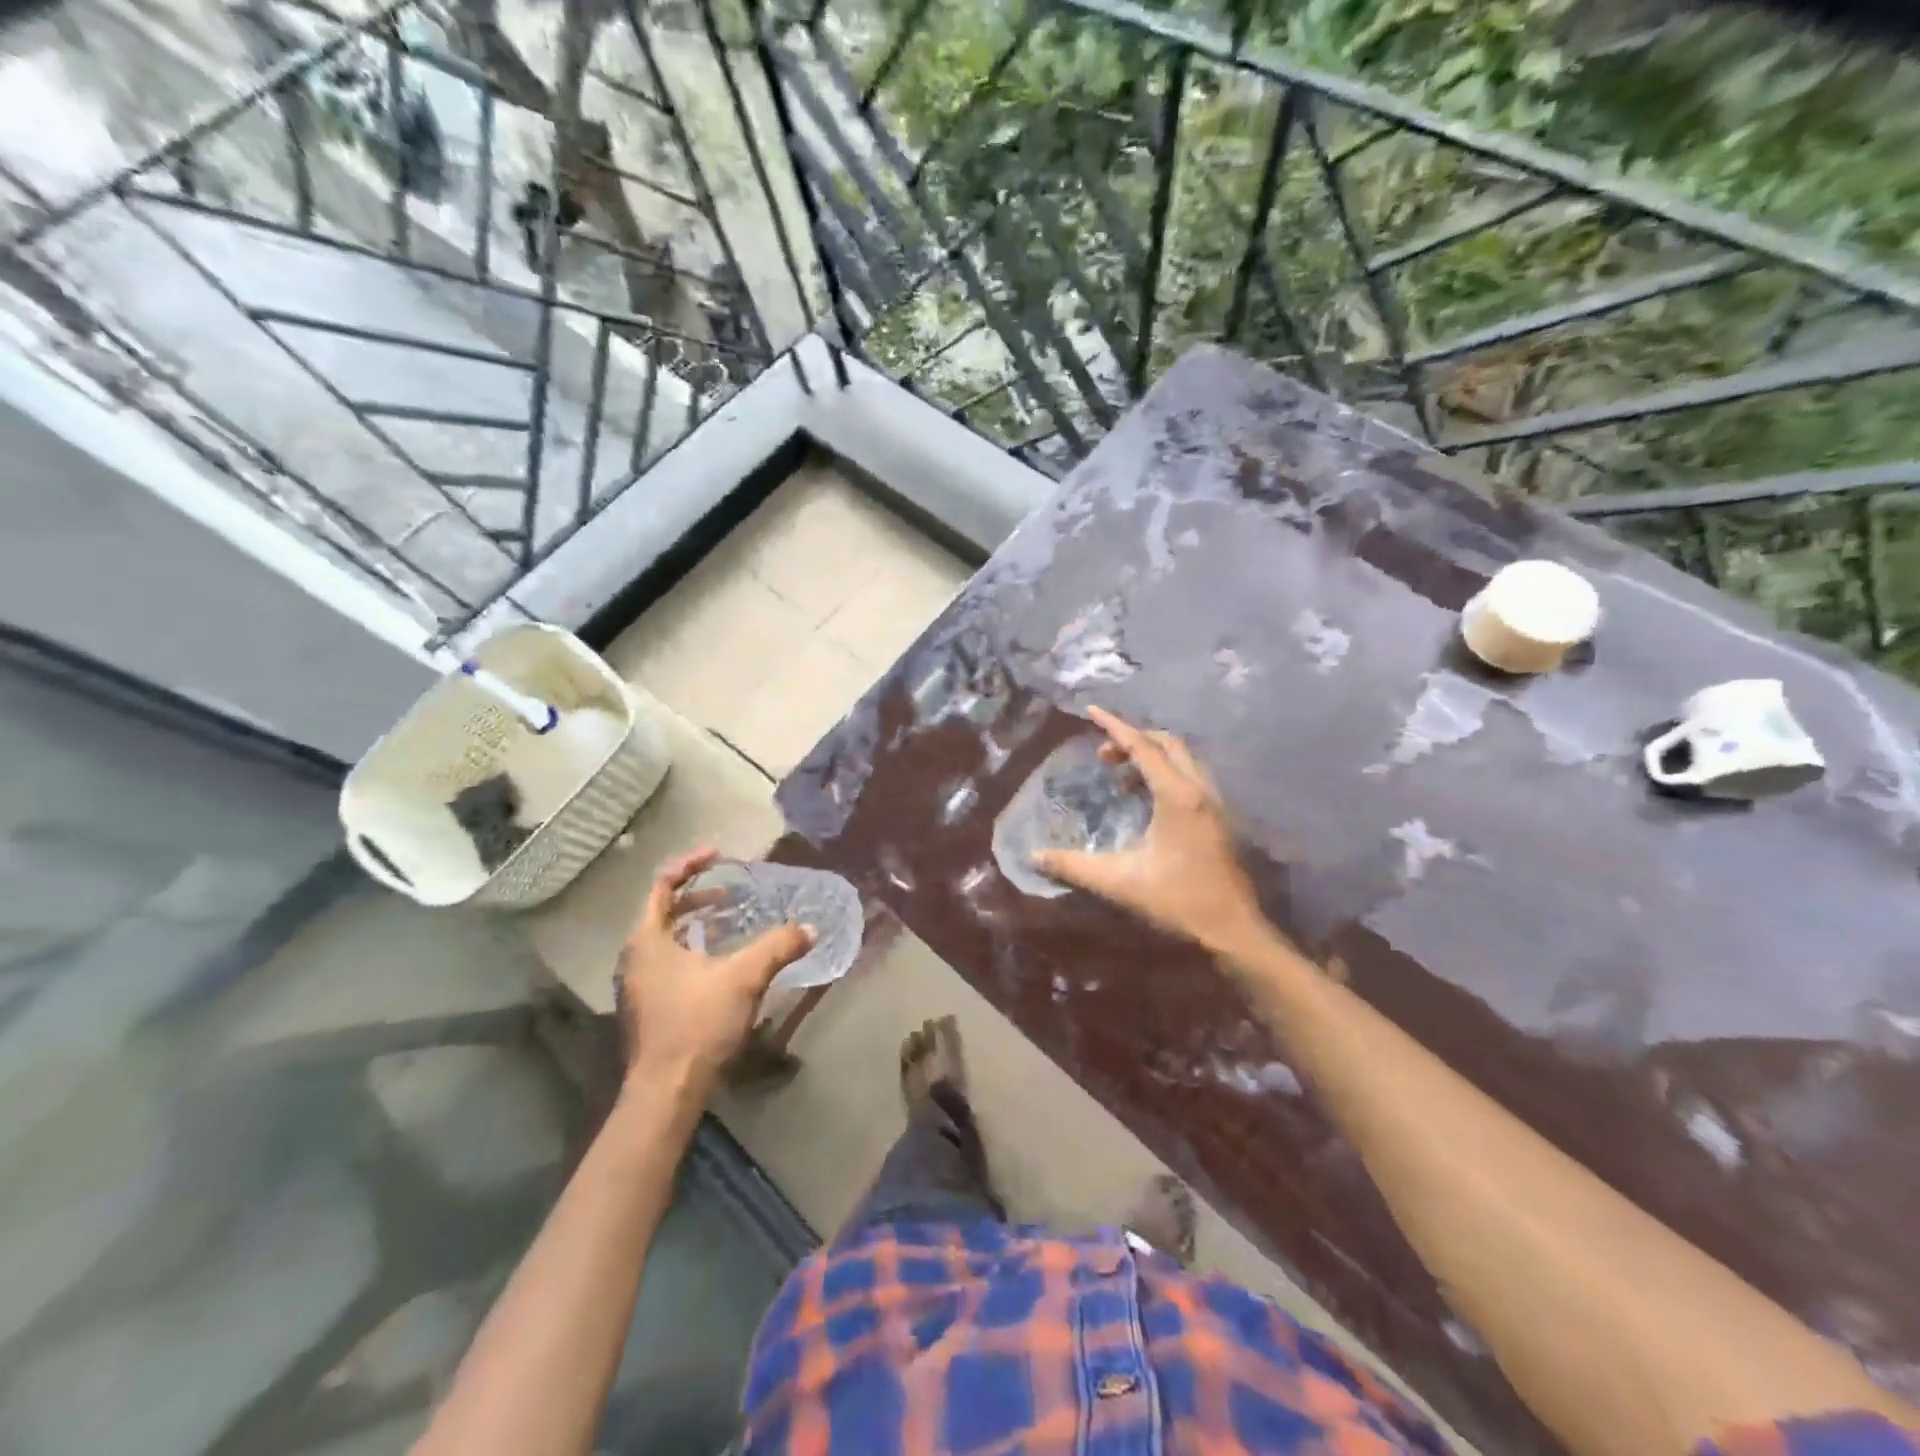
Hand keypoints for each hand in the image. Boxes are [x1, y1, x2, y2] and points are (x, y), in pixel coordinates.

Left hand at [616, 849, 813, 1094]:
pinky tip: (724, 962)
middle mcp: (636, 958)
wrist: (666, 1092)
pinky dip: (695, 949)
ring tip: (731, 921)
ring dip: (698, 924)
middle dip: (698, 896)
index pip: (662, 886)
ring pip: (667, 939)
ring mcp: (640, 985)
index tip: (719, 855)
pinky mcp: (650, 1006)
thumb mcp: (744, 978)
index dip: (690, 865)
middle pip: (663, 911)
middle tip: (731, 891)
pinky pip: (671, 961)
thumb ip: (778, 946)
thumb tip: (810, 928)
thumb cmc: (697, 1023)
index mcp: (647, 940)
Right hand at [1033, 708, 1264, 955]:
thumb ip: (1074, 866)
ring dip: (1150, 756)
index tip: (1091, 711)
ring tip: (1119, 777)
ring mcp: (1213, 802)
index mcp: (1177, 796)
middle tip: (1103, 755)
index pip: (1143, 747)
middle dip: (1133, 739)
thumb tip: (1034, 855)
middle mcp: (1199, 789)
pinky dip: (1164, 773)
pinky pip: (1189, 776)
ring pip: (1181, 758)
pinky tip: (1144, 801)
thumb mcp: (1120, 882)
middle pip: (1167, 743)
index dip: (1115, 727)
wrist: (1232, 930)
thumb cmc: (1178, 901)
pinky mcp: (1218, 816)